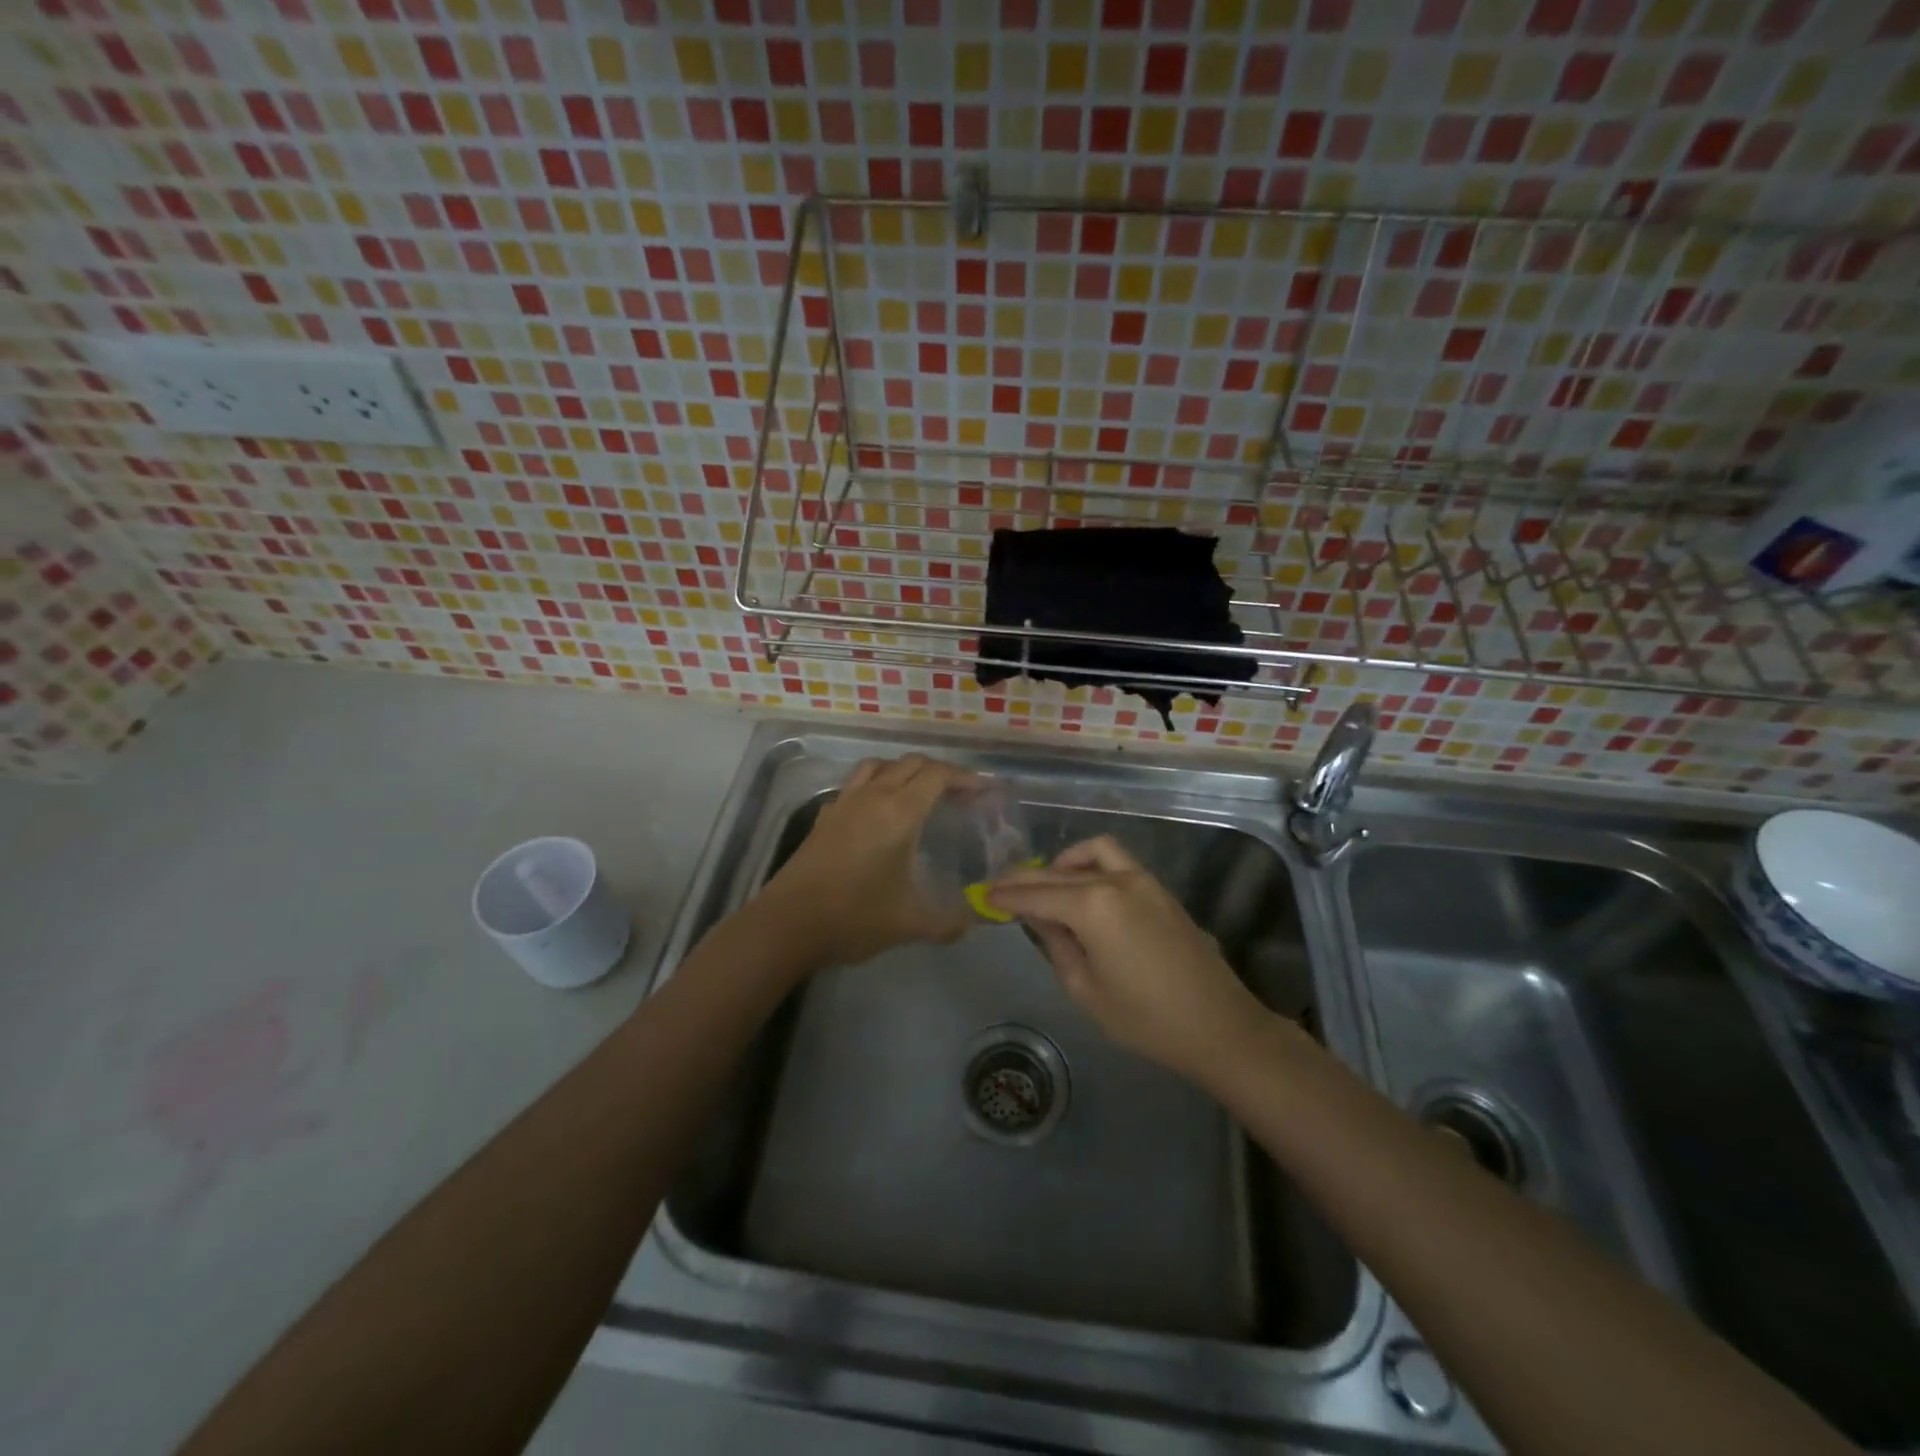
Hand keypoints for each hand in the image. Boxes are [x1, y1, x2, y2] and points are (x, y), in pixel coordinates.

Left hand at [758, 754, 975, 967]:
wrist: (789, 924)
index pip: (938, 775)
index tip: (983, 791)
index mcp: (899, 812)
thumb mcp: (911, 924)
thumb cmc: (855, 917)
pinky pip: (856, 784)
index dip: (965, 777)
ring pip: (878, 766)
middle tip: (959, 794)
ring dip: (904, 770)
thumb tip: (975, 923)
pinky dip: (875, 785)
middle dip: (940, 771)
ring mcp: (844, 803)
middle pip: (911, 763)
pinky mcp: (824, 816)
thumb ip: (949, 923)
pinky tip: (878, 811)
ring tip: (919, 792)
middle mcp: (873, 796)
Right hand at [987, 836, 1270, 1082]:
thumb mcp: (1086, 990)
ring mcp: (1143, 880)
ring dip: (1065, 862)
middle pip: (1060, 872)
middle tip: (1001, 887)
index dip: (1008, 895)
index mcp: (1093, 906)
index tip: (984, 894)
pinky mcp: (1160, 889)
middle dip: (1027, 878)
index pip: (1038, 894)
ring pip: (1093, 852)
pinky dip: (1092, 864)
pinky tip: (1084, 889)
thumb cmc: (1146, 1019)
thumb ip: (1057, 944)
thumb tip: (1040, 917)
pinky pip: (1117, 861)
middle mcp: (1116, 880)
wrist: (1219, 1026)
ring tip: (1048, 884)